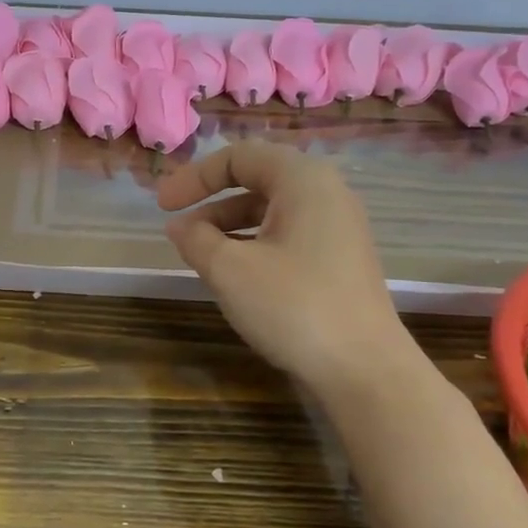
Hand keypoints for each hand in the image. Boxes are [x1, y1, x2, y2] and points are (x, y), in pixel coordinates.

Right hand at [158, 140, 421, 395]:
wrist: (365, 370)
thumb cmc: (294, 306)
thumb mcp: (230, 270)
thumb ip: (196, 239)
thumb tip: (179, 227)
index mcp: (303, 179)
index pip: (239, 156)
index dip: (194, 177)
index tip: (162, 207)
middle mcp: (327, 193)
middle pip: (257, 179)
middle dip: (211, 200)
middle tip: (177, 228)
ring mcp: (338, 227)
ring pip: (272, 211)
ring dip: (229, 225)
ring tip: (200, 254)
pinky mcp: (341, 259)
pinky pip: (288, 235)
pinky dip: (255, 244)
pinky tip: (235, 273)